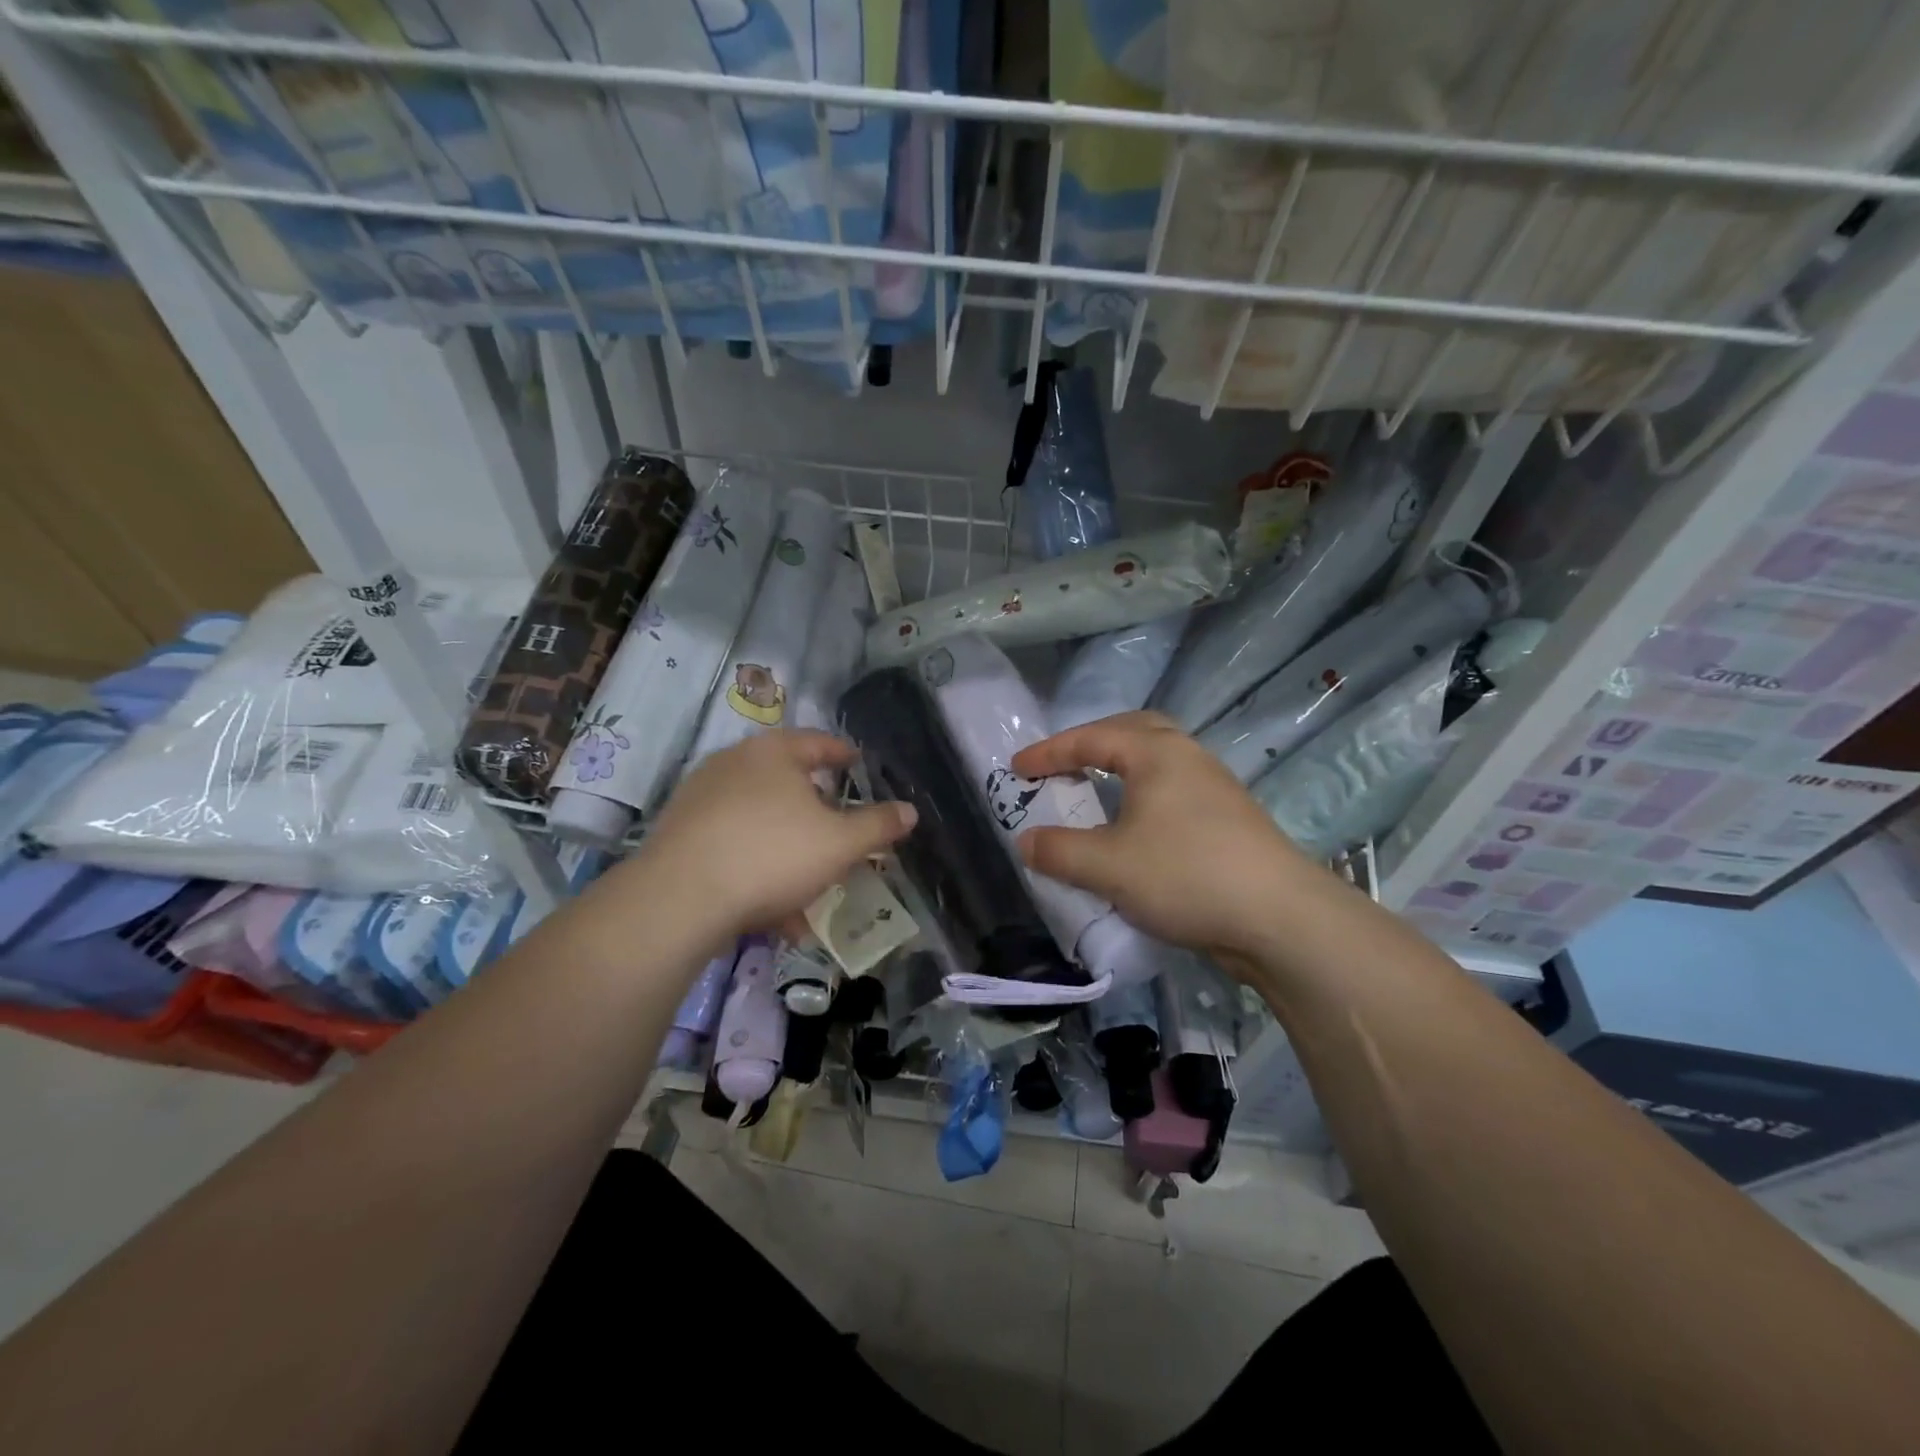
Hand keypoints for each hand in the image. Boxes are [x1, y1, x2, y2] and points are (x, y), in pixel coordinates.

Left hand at [623, 731, 916, 944]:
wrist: (679, 899)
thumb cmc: (772, 855)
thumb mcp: (840, 843)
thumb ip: (878, 825)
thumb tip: (910, 811)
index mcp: (774, 752)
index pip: (819, 743)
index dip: (844, 755)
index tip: (859, 765)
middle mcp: (734, 764)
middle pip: (787, 781)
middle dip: (817, 809)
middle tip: (838, 828)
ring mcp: (701, 798)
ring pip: (761, 819)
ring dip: (788, 846)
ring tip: (809, 882)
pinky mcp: (679, 834)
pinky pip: (733, 844)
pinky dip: (757, 866)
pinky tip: (772, 907)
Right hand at [1010, 712, 1324, 965]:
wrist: (1280, 918)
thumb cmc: (1185, 875)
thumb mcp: (1107, 866)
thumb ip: (1058, 850)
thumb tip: (1025, 841)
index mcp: (1156, 753)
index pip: (1091, 738)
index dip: (1049, 753)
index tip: (1016, 769)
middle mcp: (1187, 757)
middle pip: (1133, 731)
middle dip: (1092, 743)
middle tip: (1064, 764)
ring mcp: (1214, 787)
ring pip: (1158, 761)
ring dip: (1121, 769)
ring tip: (1096, 791)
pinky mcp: (1229, 818)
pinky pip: (1173, 789)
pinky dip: (1142, 795)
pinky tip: (1136, 827)